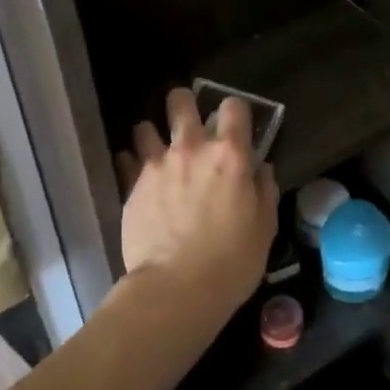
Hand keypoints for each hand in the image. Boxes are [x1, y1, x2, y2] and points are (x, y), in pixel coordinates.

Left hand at [115, 88, 277, 316]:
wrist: (177, 288)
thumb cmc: (232, 261)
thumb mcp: (264, 227)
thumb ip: (264, 190)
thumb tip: (261, 169)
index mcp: (229, 155)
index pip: (233, 107)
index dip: (235, 110)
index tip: (235, 125)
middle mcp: (191, 148)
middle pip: (180, 101)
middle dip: (184, 104)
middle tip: (187, 122)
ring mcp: (156, 165)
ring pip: (145, 126)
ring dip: (152, 134)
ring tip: (157, 149)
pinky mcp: (131, 185)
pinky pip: (125, 159)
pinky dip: (131, 162)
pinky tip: (137, 175)